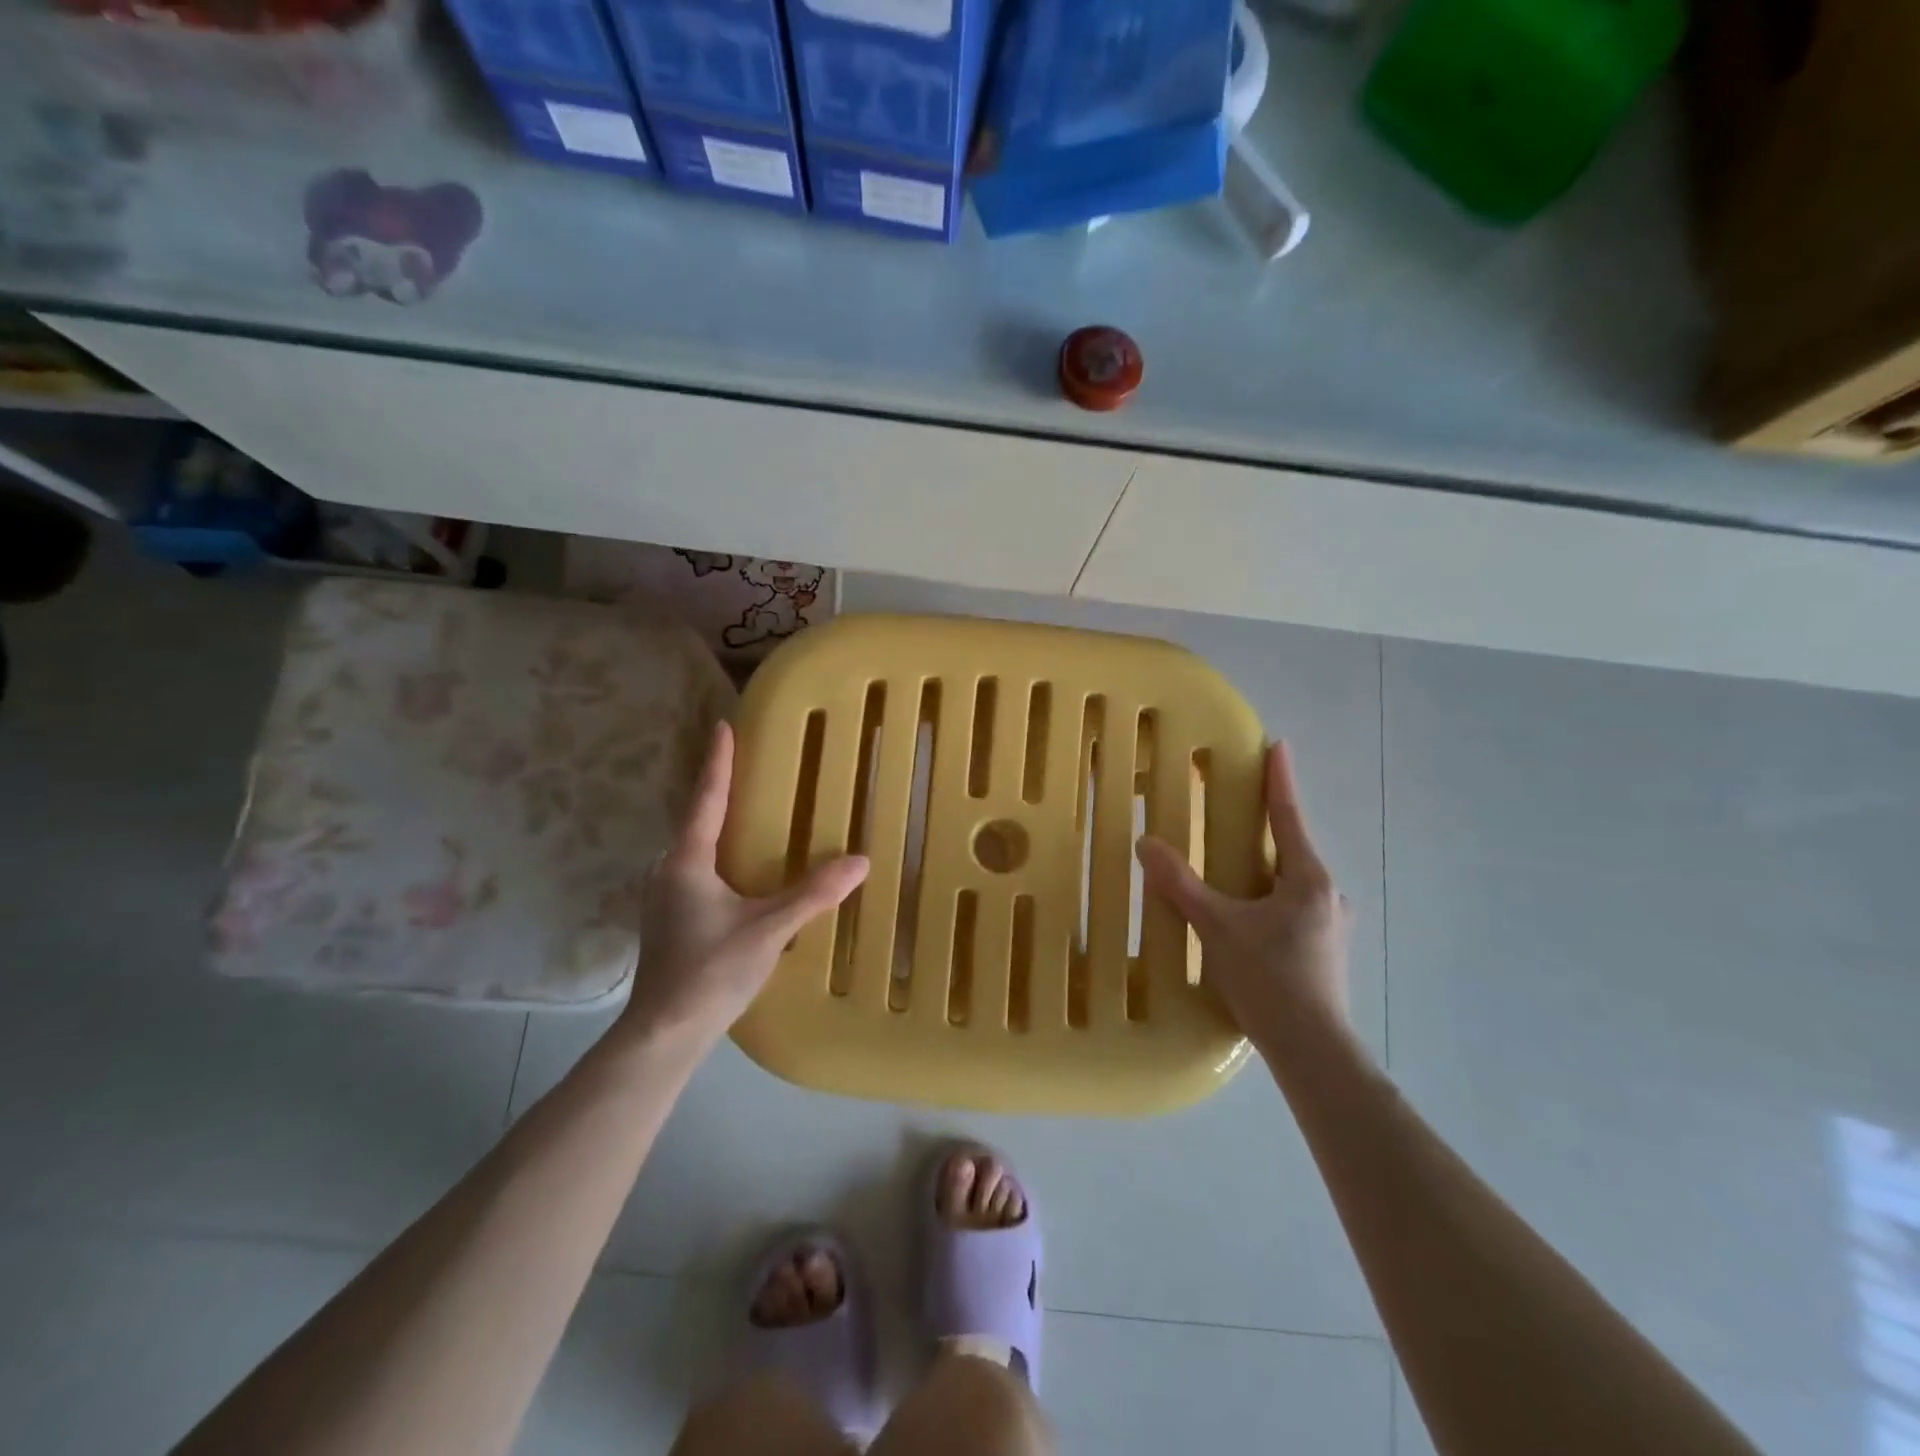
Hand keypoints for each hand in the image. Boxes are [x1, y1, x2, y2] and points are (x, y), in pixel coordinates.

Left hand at [618, 721, 868, 1044]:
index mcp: (687, 862)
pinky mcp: (670, 921)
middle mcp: (670, 871)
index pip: (706, 799)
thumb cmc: (711, 971)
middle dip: (719, 791)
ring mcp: (665, 898)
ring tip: (748, 814)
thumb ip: (813, 894)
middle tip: (747, 766)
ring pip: (696, 850)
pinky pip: (697, 872)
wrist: (663, 1033)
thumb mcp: (769, 929)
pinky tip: (740, 872)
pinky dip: (718, 857)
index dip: (717, 761)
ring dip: (719, 827)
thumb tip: (860, 861)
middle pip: (697, 820)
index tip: (723, 725)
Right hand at [1136, 740, 1350, 1053]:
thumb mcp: (1217, 927)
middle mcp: (1327, 895)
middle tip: (1236, 814)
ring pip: (1292, 883)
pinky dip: (1268, 900)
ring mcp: (1330, 926)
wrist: (1313, 1051)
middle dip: (1267, 829)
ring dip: (1265, 870)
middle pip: (1292, 849)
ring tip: (1233, 872)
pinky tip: (1246, 920)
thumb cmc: (1269, 979)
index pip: (1290, 816)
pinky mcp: (1324, 952)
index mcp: (1308, 879)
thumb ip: (1181, 884)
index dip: (1281, 779)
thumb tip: (1147, 843)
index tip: (1279, 746)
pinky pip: (1292, 909)